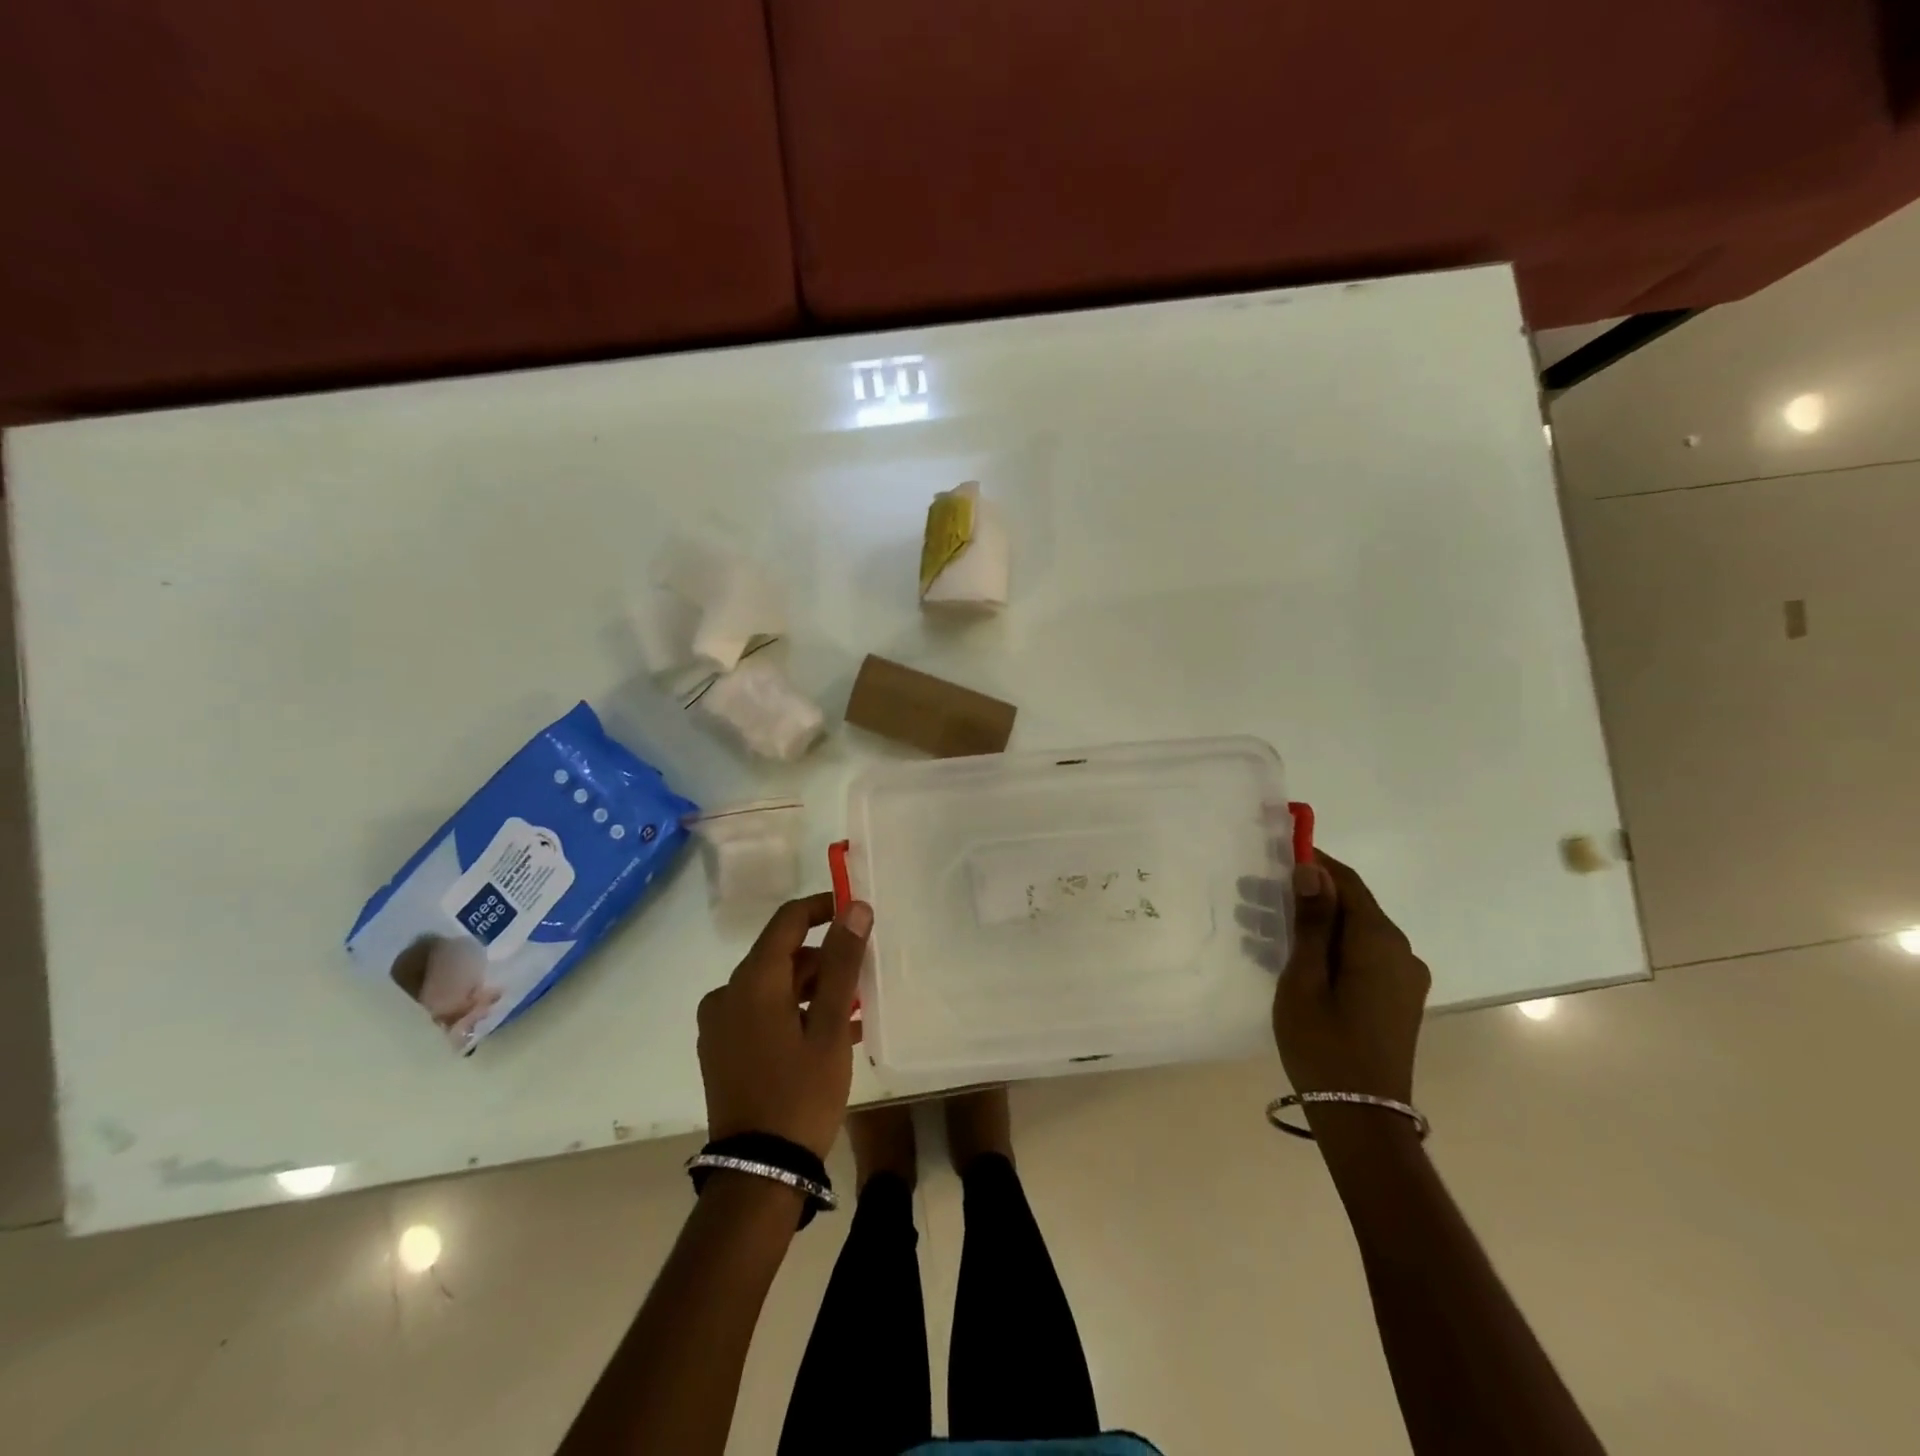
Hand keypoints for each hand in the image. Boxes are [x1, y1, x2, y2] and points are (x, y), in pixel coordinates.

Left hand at [697, 893, 872, 1159]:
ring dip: (811, 990)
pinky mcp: (720, 1049)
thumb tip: (855, 908)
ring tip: (852, 1011)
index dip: (822, 908)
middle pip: (780, 955)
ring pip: (772, 986)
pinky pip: (760, 1013)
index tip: (855, 912)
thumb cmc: (801, 1093)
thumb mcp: (830, 1026)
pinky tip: (826, 1034)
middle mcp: (727, 993)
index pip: (788, 920)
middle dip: (823, 960)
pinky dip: (792, 1013)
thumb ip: (842, 962)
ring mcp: (719, 1024)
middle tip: (862, 978)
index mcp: (752, 981)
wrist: (758, 1173)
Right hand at [1245, 852, 1429, 1104]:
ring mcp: (1403, 978)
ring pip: (1353, 933)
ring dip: (1312, 925)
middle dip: (1305, 896)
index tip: (1275, 856)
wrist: (1362, 1118)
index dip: (1315, 863)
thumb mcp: (1304, 979)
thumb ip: (1312, 922)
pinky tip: (1292, 961)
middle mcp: (1401, 951)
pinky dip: (1328, 949)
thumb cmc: (1324, 1044)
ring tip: (1261, 931)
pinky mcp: (1397, 998)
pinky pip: (1361, 957)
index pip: (1347, 882)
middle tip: (1253, 898)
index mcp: (1379, 941)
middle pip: (1351, 906)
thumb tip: (1314, 870)